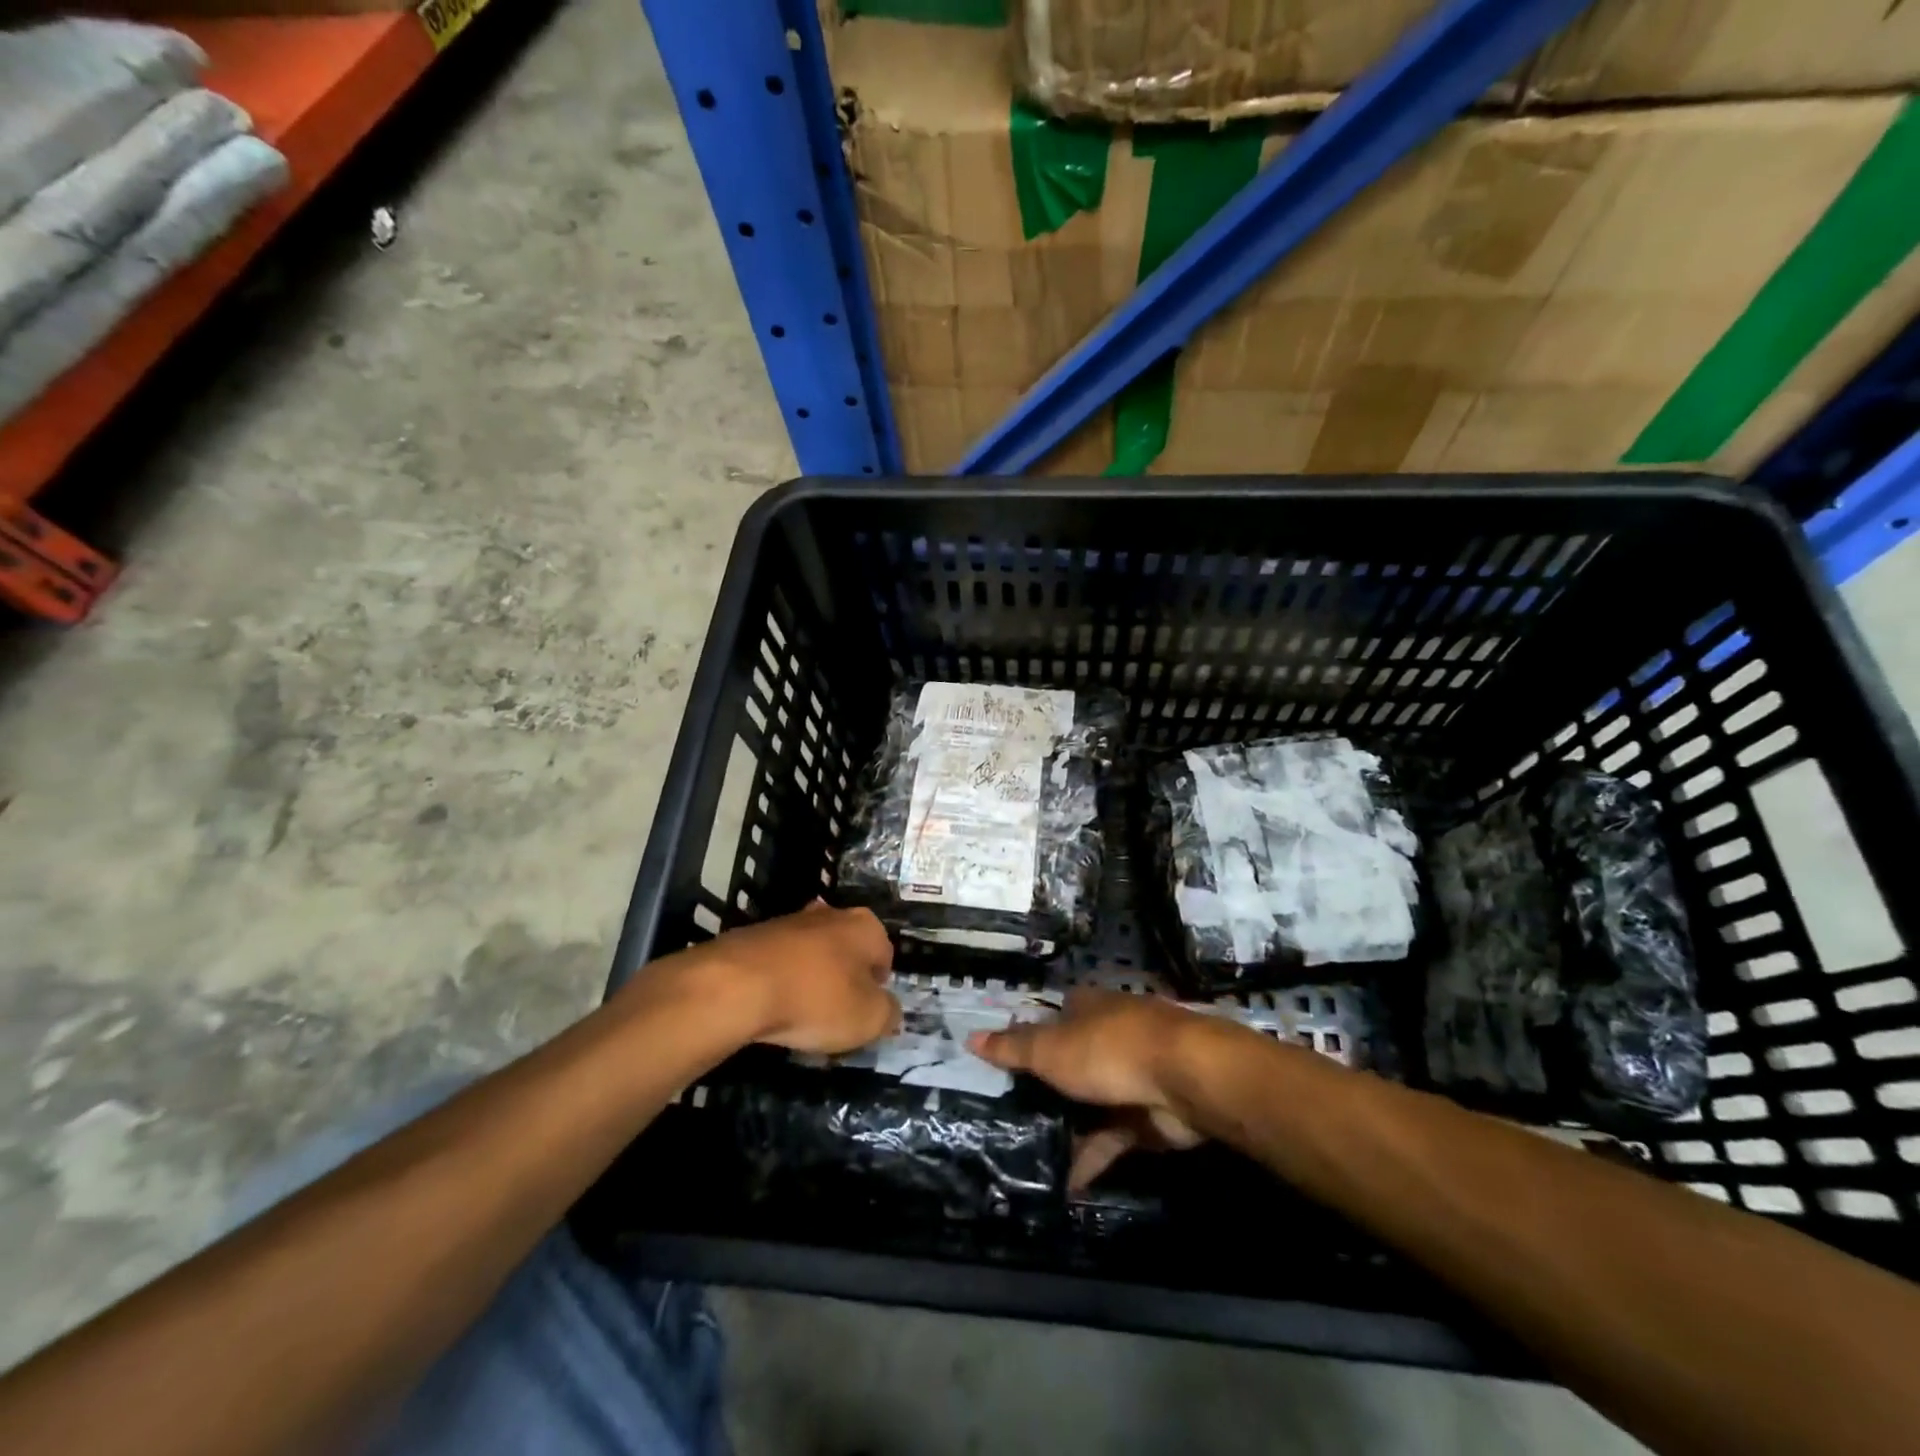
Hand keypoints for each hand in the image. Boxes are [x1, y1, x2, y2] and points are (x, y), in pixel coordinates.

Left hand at [701, 901, 899, 1054]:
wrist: (738, 985)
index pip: (885, 956)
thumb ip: (889, 1014)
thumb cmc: (817, 999)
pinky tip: (772, 1008)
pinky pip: (780, 963)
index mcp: (866, 926)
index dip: (879, 988)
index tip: (866, 1014)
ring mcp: (790, 921)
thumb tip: (890, 1011)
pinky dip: (780, 983)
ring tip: (801, 1016)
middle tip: (836, 1016)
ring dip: (811, 981)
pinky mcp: (755, 935)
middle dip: (845, 979)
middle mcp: (831, 914)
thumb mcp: (869, 1019)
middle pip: (847, 951)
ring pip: (812, 956)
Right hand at [971, 988, 1208, 1188]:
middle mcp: (1109, 1035)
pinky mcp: (1147, 1115)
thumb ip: (1012, 1048)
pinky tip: (1066, 1184)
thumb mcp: (1050, 1048)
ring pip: (1090, 1102)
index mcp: (1087, 1007)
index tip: (1004, 1064)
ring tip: (1031, 1155)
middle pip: (1070, 1060)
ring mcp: (1130, 1076)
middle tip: (1011, 1116)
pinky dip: (1091, 1158)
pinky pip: (1111, 1138)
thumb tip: (970, 1037)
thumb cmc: (1108, 1049)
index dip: (1029, 1037)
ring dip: (1068, 1127)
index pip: (1052, 1017)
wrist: (1185, 1079)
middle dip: (1047, 1087)